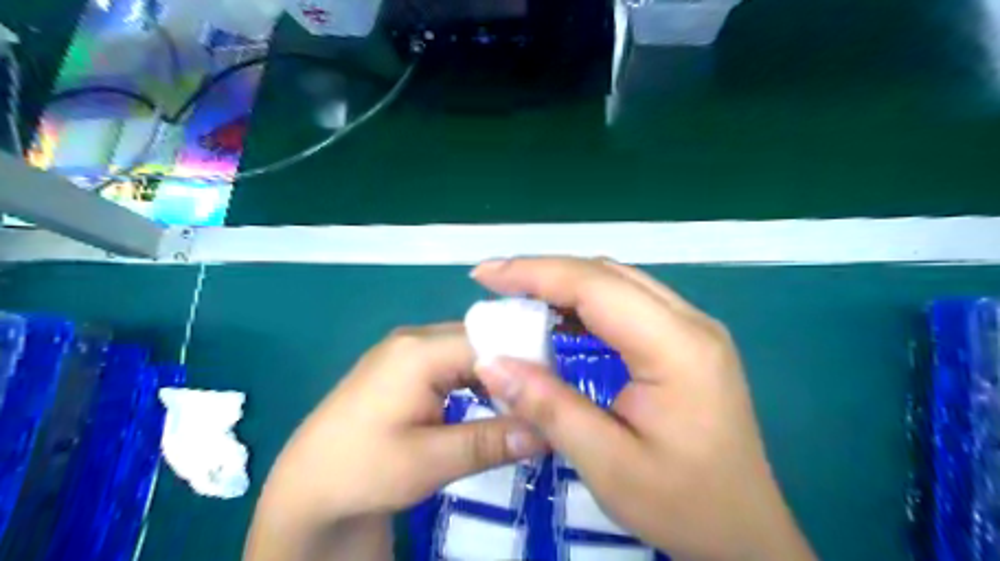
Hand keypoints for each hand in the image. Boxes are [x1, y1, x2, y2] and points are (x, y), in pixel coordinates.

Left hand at [247, 322, 544, 559]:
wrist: (306, 488)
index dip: (525, 365)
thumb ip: (490, 441)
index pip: (490, 342)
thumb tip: (548, 432)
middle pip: (480, 342)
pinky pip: (452, 362)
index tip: (553, 394)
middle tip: (540, 403)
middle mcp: (415, 338)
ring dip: (495, 376)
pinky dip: (475, 381)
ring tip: (521, 405)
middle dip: (513, 370)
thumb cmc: (362, 470)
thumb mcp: (429, 461)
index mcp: (419, 350)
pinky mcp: (403, 366)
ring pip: (468, 352)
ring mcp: (407, 350)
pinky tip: (487, 403)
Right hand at [473, 256, 814, 559]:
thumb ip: (548, 407)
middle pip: (607, 275)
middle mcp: (690, 323)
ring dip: (565, 286)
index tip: (485, 275)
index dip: (535, 273)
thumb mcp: (607, 464)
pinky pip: (628, 305)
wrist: (745, 534)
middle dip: (545, 274)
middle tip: (496, 285)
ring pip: (618, 284)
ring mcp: (693, 329)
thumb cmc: (682, 504)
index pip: (596, 285)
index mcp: (677, 346)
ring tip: (519, 300)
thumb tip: (490, 362)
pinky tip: (560, 321)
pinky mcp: (686, 342)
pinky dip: (586, 304)